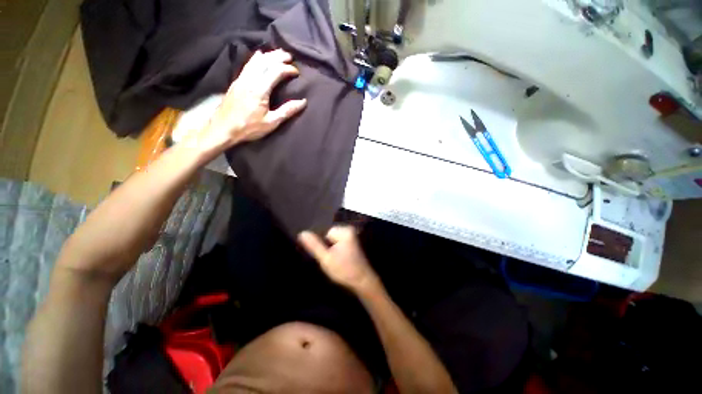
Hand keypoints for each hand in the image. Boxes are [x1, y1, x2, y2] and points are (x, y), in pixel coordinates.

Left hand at [198, 49, 306, 153]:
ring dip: (268, 55)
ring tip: (278, 53)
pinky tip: (259, 56)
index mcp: (260, 89)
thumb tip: (303, 102)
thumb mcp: (271, 122)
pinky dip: (256, 58)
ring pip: (256, 61)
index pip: (275, 72)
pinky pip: (248, 64)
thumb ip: (287, 111)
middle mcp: (250, 80)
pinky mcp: (237, 82)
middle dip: (278, 57)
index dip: (287, 69)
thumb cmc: (249, 127)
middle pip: (265, 62)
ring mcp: (241, 79)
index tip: (297, 72)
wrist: (223, 128)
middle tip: (289, 56)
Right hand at [298, 226, 380, 293]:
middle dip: (328, 247)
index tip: (330, 257)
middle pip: (329, 236)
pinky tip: (341, 260)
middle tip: (334, 260)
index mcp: (345, 231)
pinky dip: (337, 251)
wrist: (363, 282)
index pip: (324, 233)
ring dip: (332, 250)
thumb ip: (314, 245)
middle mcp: (350, 230)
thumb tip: (301, 233)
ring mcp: (353, 236)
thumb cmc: (344, 270)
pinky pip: (339, 243)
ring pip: (333, 241)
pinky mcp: (353, 243)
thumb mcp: (326, 259)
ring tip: (338, 261)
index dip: (324, 246)